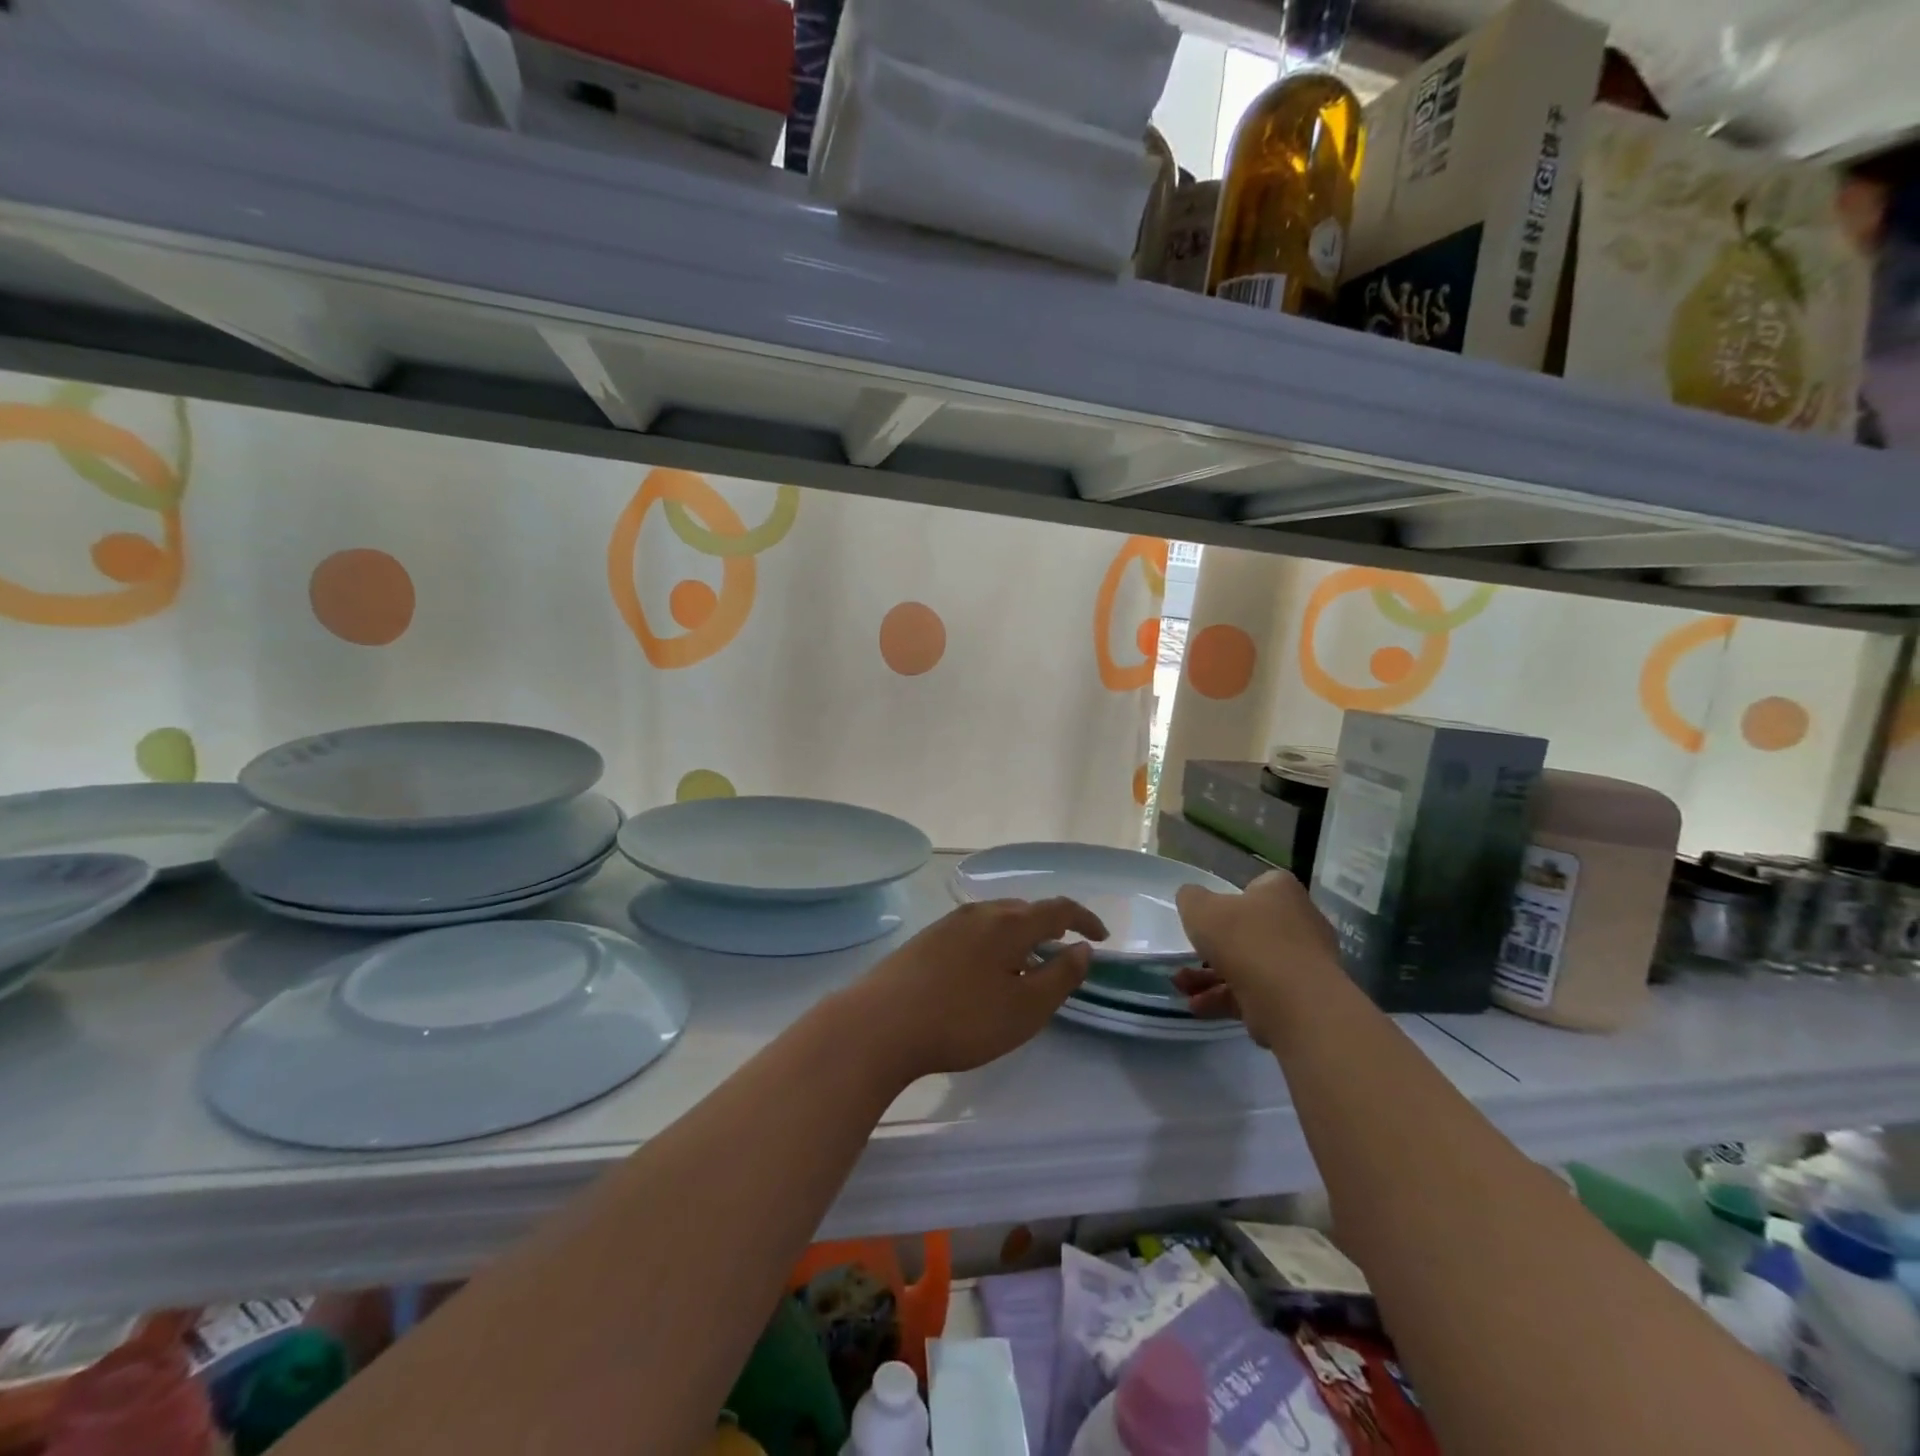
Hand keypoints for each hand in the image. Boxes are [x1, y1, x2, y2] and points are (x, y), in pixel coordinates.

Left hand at [848, 898, 1107, 1078]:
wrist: (880, 1023)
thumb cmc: (963, 1019)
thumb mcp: (1025, 1008)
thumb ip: (1060, 976)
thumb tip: (1082, 949)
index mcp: (1009, 923)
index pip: (1058, 909)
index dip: (1085, 919)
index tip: (1101, 937)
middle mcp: (980, 912)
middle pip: (1025, 909)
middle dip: (1050, 925)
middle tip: (1064, 950)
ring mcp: (948, 923)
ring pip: (997, 919)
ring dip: (1020, 934)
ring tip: (1027, 961)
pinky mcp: (926, 939)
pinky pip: (974, 930)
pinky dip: (994, 942)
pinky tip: (985, 970)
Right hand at [1173, 871, 1337, 1045]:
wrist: (1293, 1002)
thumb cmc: (1245, 941)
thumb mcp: (1200, 909)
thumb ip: (1191, 898)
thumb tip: (1192, 898)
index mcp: (1281, 891)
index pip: (1257, 886)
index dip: (1229, 899)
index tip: (1208, 915)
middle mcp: (1300, 922)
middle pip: (1250, 930)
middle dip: (1214, 947)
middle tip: (1188, 956)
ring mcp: (1302, 963)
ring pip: (1250, 965)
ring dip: (1212, 976)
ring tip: (1182, 987)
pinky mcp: (1300, 998)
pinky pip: (1258, 992)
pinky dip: (1227, 998)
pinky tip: (1198, 1007)